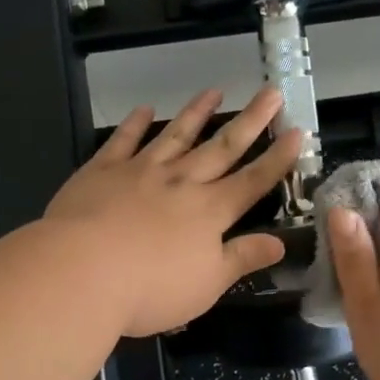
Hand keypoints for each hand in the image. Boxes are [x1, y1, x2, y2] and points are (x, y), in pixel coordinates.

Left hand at [46, 87, 301, 337]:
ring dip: (197, 113)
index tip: (297, 132)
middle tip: (271, 92)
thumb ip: (242, 259)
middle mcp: (181, 182)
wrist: (82, 272)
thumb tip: (280, 243)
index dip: (277, 158)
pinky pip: (123, 141)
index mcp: (209, 212)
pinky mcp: (102, 170)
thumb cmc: (150, 289)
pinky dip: (134, 124)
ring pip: (176, 135)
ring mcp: (141, 171)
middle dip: (250, 120)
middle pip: (222, 147)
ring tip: (214, 90)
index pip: (253, 181)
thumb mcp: (207, 285)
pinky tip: (144, 109)